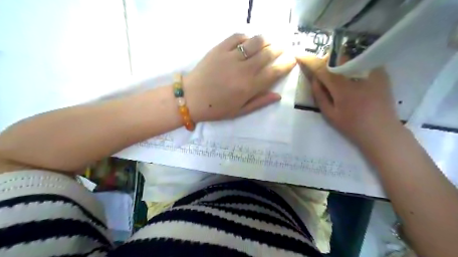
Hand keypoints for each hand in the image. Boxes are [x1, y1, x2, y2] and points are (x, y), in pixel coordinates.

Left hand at [184, 32, 294, 122]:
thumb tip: (278, 95)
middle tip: (283, 47)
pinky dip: (246, 36)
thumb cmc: (216, 108)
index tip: (292, 60)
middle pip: (268, 54)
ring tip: (270, 41)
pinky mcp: (219, 49)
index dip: (286, 65)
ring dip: (266, 40)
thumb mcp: (239, 111)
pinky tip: (249, 40)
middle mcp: (243, 70)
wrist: (191, 98)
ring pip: (255, 42)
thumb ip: (259, 102)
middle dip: (279, 49)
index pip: (274, 72)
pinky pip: (237, 37)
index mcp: (249, 87)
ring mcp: (230, 57)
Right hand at [297, 55, 401, 148]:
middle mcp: (359, 75)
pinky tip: (352, 78)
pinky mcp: (382, 73)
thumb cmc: (352, 126)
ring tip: (337, 75)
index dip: (309, 61)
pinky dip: (352, 65)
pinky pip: (362, 61)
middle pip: (337, 58)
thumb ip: (319, 95)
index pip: (322, 69)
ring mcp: (373, 72)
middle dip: (326, 61)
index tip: (299, 55)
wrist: (382, 131)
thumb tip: (314, 78)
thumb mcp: (329, 115)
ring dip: (339, 62)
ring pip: (350, 57)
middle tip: (323, 72)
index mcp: (343, 88)